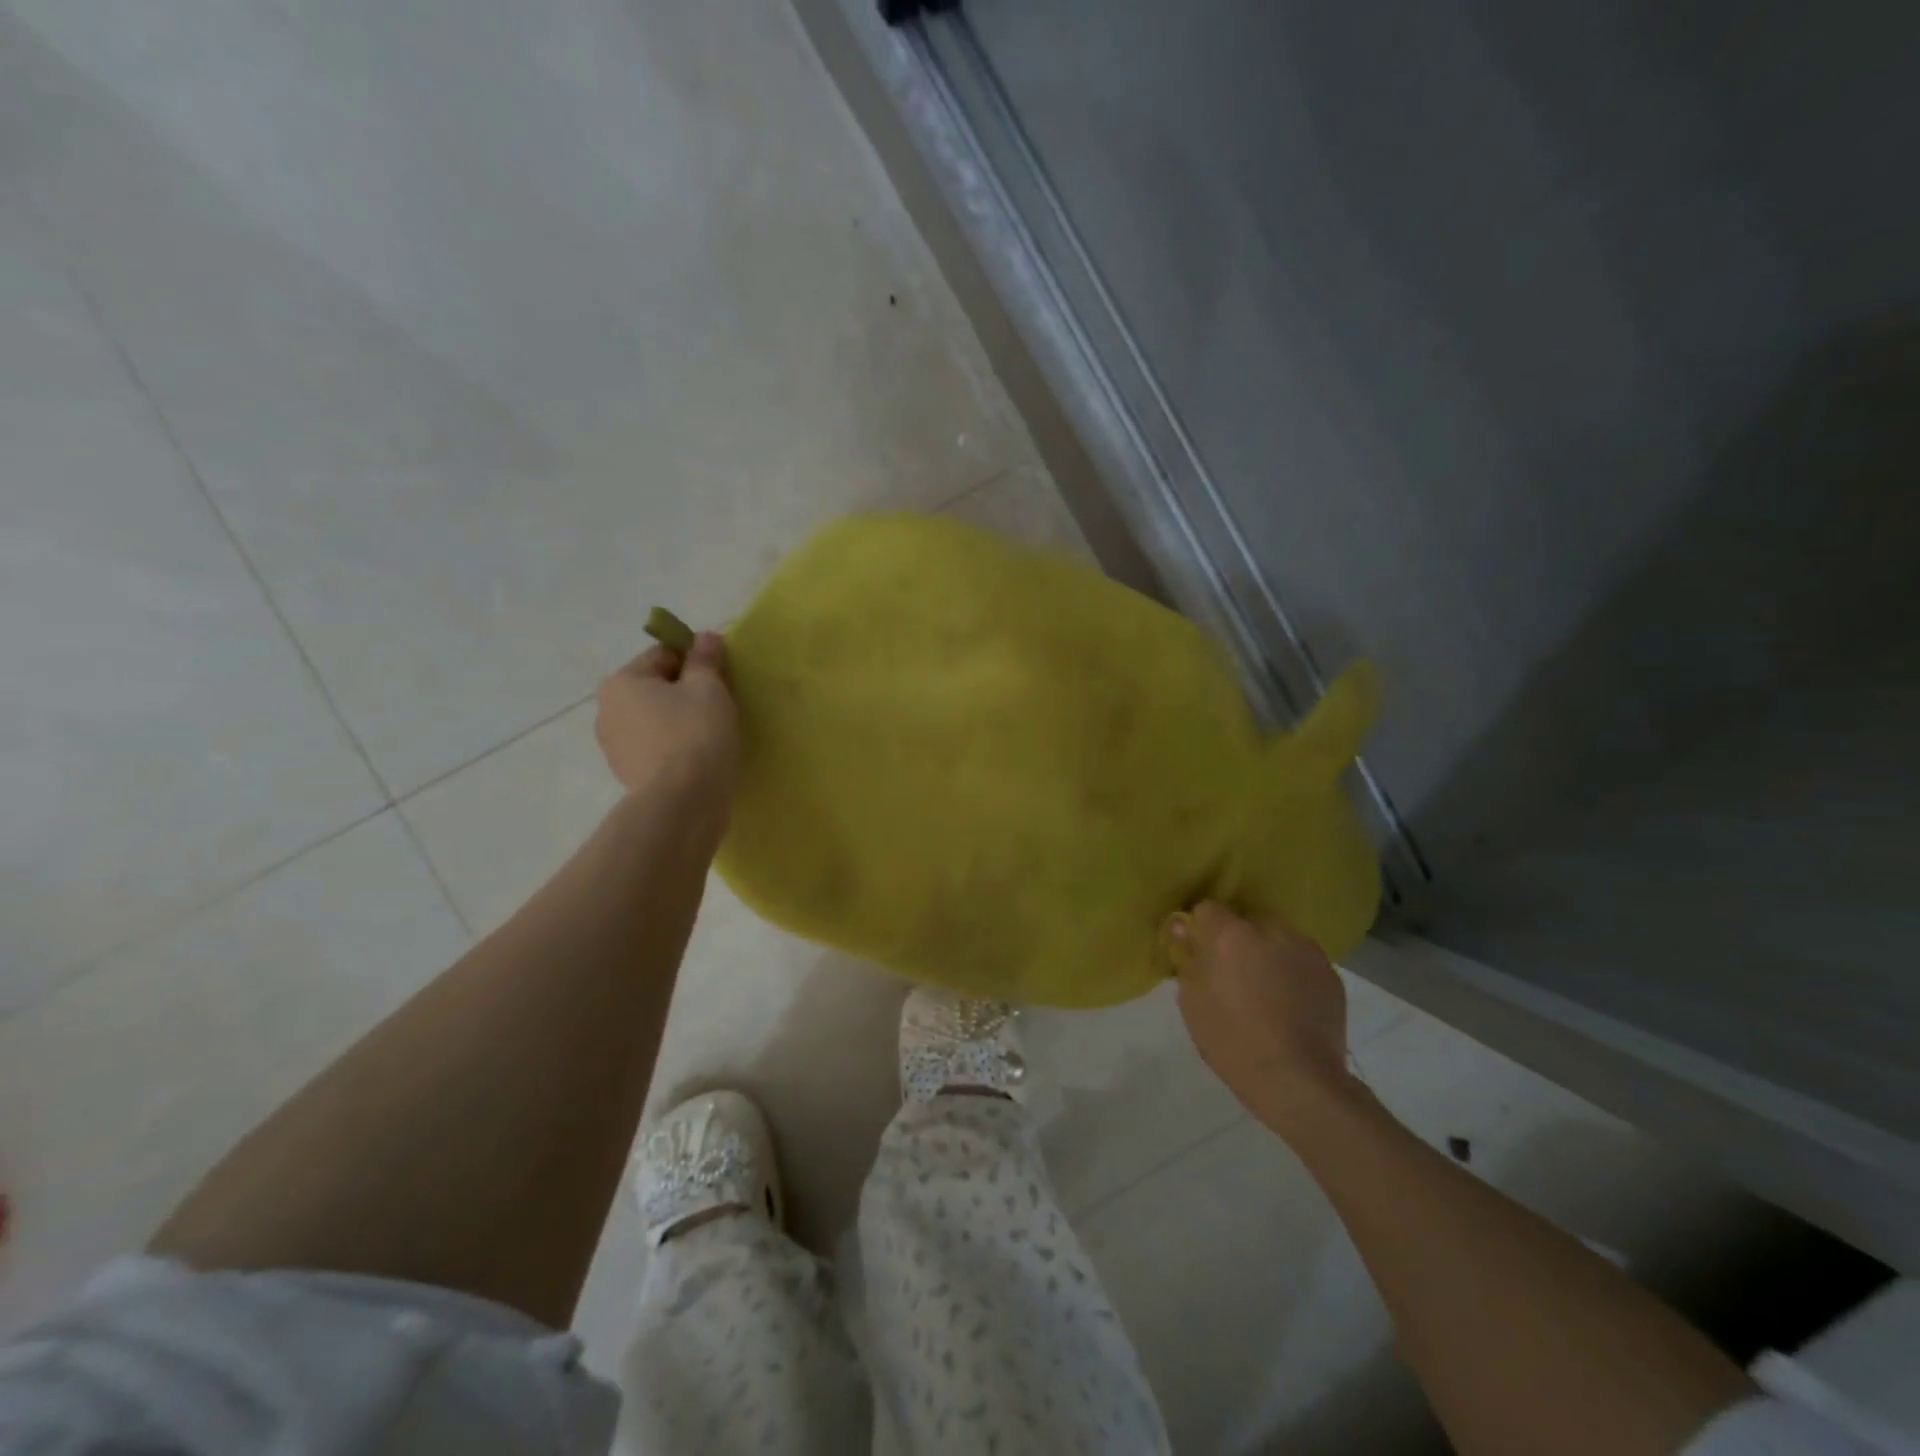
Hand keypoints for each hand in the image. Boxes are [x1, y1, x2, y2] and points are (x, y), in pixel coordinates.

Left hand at [595, 631, 739, 803]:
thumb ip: (705, 660)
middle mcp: (607, 710)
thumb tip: (705, 637)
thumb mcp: (708, 688)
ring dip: (678, 720)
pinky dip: (674, 747)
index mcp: (622, 681)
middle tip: (719, 705)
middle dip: (684, 692)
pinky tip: (698, 757)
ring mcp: (614, 746)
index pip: (663, 654)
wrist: (683, 802)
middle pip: (655, 687)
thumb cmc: (696, 734)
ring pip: (654, 720)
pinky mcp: (628, 775)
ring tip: (711, 734)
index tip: (721, 675)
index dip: (696, 659)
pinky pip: (655, 748)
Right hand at [1170, 902, 1359, 1138]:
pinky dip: (1293, 973)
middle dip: (1238, 940)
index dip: (1202, 929)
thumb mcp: (1192, 1001)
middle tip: (1233, 975)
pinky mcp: (1331, 975)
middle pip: (1247, 921)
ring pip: (1278, 939)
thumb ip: (1189, 958)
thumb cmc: (1231, 1040)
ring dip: (1268, 953)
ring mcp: (1306, 951)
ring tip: (1266, 991)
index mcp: (1231, 934)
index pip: (1208, 909)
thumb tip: (1185, 930)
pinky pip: (1302, 961)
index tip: (1200, 953)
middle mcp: (1271, 931)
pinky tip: (1289, 1005)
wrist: (1297, 1080)